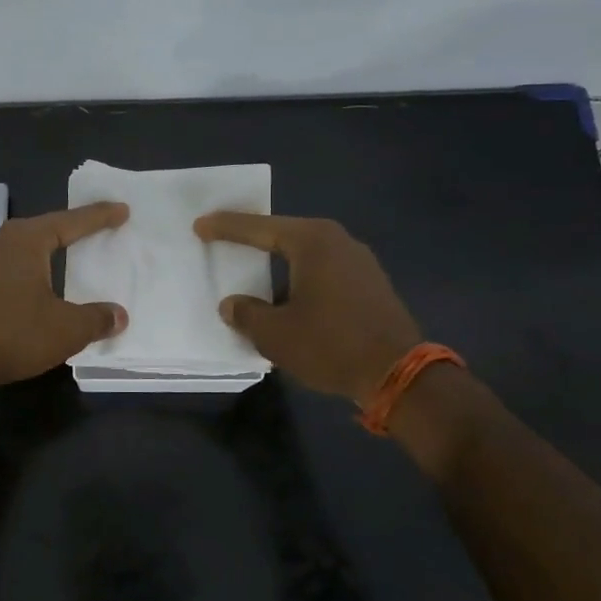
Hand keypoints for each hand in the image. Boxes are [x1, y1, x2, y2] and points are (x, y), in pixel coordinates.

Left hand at [0, 203, 130, 386]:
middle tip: (97, 229)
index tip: (122, 210)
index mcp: (26, 240)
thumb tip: (118, 315)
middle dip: (71, 230)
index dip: (99, 217)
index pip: (70, 222)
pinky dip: (29, 273)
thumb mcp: (66, 329)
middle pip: (43, 229)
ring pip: (23, 250)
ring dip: (46, 252)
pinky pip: (8, 270)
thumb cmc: (12, 334)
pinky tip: (35, 287)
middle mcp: (0, 243)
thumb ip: (96, 319)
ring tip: (67, 256)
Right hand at [193, 212, 422, 402]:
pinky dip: (300, 277)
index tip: (200, 225)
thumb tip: (233, 305)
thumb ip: (247, 314)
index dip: (227, 228)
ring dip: (279, 262)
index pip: (260, 228)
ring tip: (254, 270)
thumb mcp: (275, 334)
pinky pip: (324, 271)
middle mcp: (339, 241)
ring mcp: (360, 262)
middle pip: (285, 234)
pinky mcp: (371, 284)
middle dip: (254, 238)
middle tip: (224, 238)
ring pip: (307, 254)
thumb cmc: (330, 344)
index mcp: (313, 242)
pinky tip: (288, 295)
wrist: (399, 375)